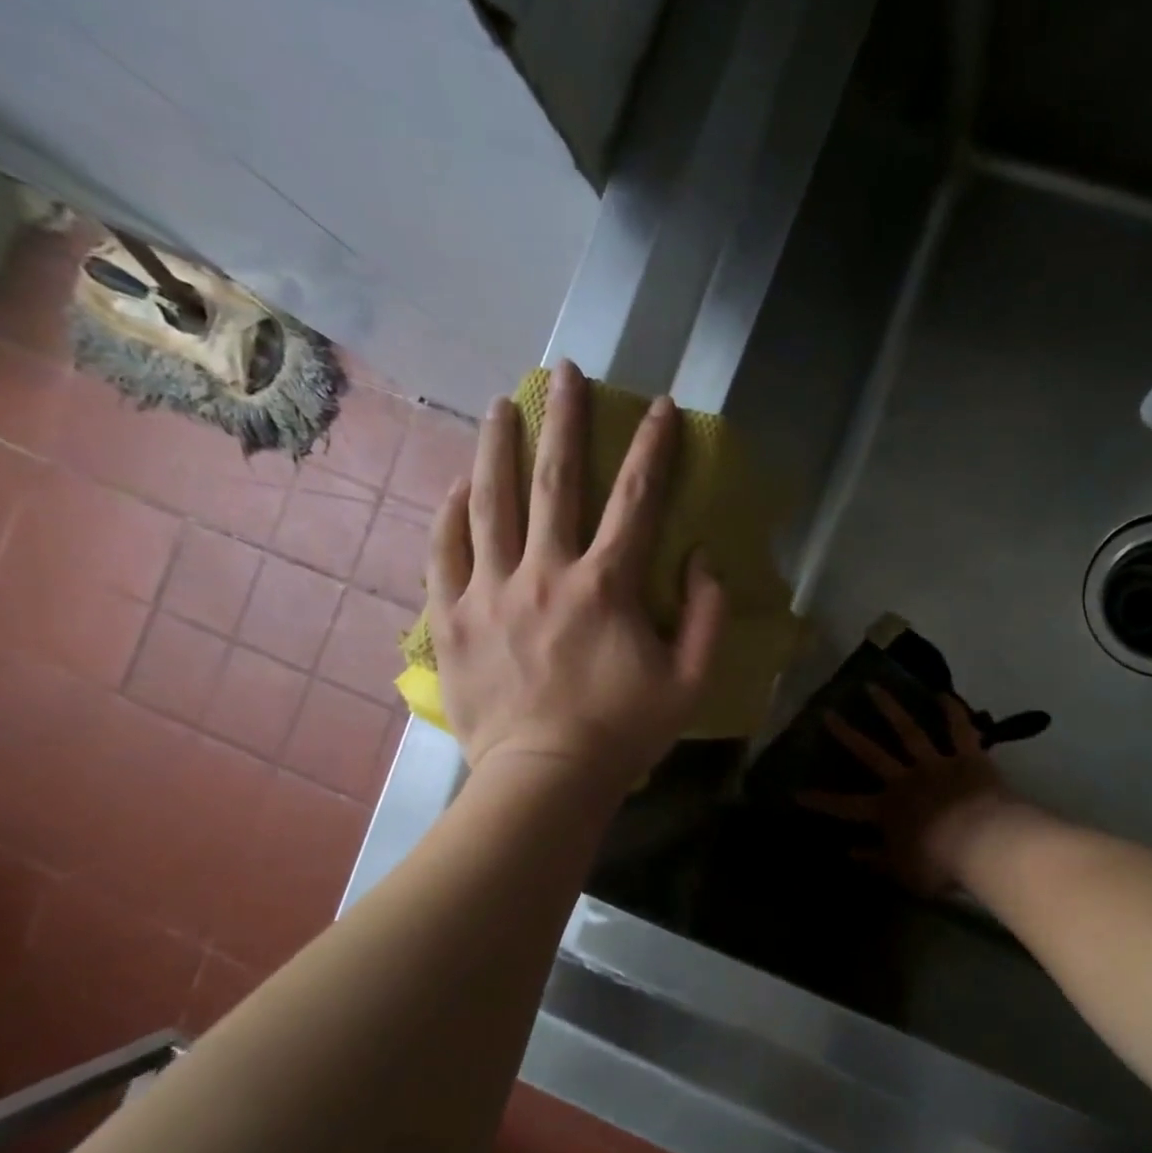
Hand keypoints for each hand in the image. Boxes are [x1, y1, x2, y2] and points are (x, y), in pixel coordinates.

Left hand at [426, 360, 725, 789]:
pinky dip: (450, 515)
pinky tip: (456, 488)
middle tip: (564, 372)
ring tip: (500, 406)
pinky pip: (445, 553)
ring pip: (491, 503)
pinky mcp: (454, 618)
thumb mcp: (690, 682)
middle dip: (564, 421)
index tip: (661, 406)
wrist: (544, 780)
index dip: (654, 448)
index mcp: (607, 587)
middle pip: (555, 482)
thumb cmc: (623, 732)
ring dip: (498, 448)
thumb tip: (701, 559)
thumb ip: (706, 617)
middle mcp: (546, 573)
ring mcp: (492, 592)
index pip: (637, 500)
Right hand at [799, 686, 1010, 894]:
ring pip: (908, 731)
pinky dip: (953, 712)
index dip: (821, 800)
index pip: (846, 806)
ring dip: (890, 708)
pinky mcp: (967, 757)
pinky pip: (959, 731)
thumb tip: (849, 851)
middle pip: (871, 753)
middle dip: (847, 734)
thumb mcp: (903, 871)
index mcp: (888, 810)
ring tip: (872, 686)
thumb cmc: (940, 864)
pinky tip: (944, 694)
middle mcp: (906, 780)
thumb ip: (876, 859)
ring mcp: (936, 764)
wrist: (984, 843)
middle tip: (828, 713)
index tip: (796, 791)